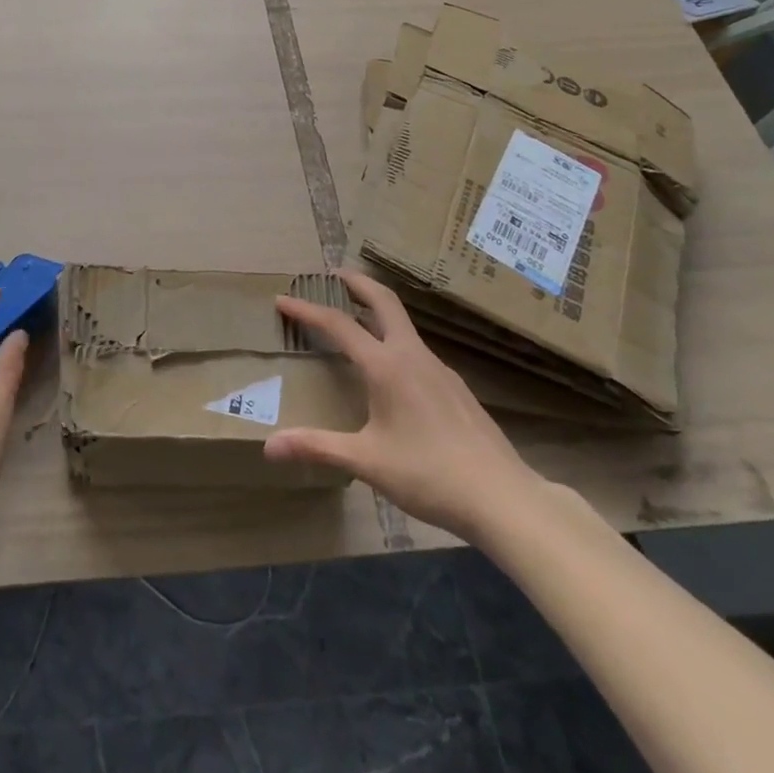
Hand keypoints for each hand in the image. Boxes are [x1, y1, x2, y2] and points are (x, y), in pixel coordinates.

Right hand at [264, 269, 544, 542]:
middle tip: (332, 275)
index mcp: (386, 366)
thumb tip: (269, 446)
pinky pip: (418, 351)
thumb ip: (317, 448)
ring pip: (403, 326)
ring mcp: (440, 370)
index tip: (282, 298)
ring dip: (376, 312)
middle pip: (383, 302)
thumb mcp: (366, 462)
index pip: (338, 324)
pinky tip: (392, 373)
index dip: (306, 309)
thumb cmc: (429, 475)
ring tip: (356, 322)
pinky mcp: (456, 389)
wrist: (504, 498)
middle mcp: (412, 356)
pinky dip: (395, 342)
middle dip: (356, 282)